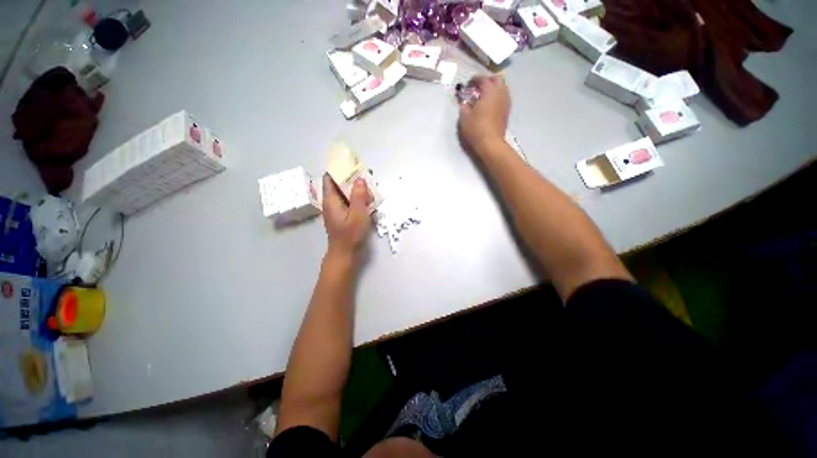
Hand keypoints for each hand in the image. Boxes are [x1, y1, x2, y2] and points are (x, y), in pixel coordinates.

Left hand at [322, 174, 370, 259]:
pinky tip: (367, 201)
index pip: (330, 178)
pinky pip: (348, 201)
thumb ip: (359, 196)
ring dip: (356, 189)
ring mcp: (336, 210)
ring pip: (344, 193)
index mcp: (331, 200)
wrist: (345, 254)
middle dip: (351, 179)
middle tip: (366, 177)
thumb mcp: (357, 215)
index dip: (339, 170)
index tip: (352, 165)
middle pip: (338, 185)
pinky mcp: (342, 215)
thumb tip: (360, 179)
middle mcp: (331, 203)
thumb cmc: (350, 235)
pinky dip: (357, 198)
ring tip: (369, 188)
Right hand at [457, 75, 510, 155]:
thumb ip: (464, 106)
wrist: (490, 143)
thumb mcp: (464, 117)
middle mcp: (500, 93)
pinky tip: (490, 104)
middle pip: (497, 79)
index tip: (469, 83)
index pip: (483, 79)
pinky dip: (497, 96)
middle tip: (478, 86)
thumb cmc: (476, 129)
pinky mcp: (506, 111)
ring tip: (484, 95)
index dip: (475, 79)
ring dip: (494, 88)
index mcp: (489, 92)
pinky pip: (503, 97)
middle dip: (487, 80)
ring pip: (502, 87)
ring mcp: (505, 102)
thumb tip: (465, 102)